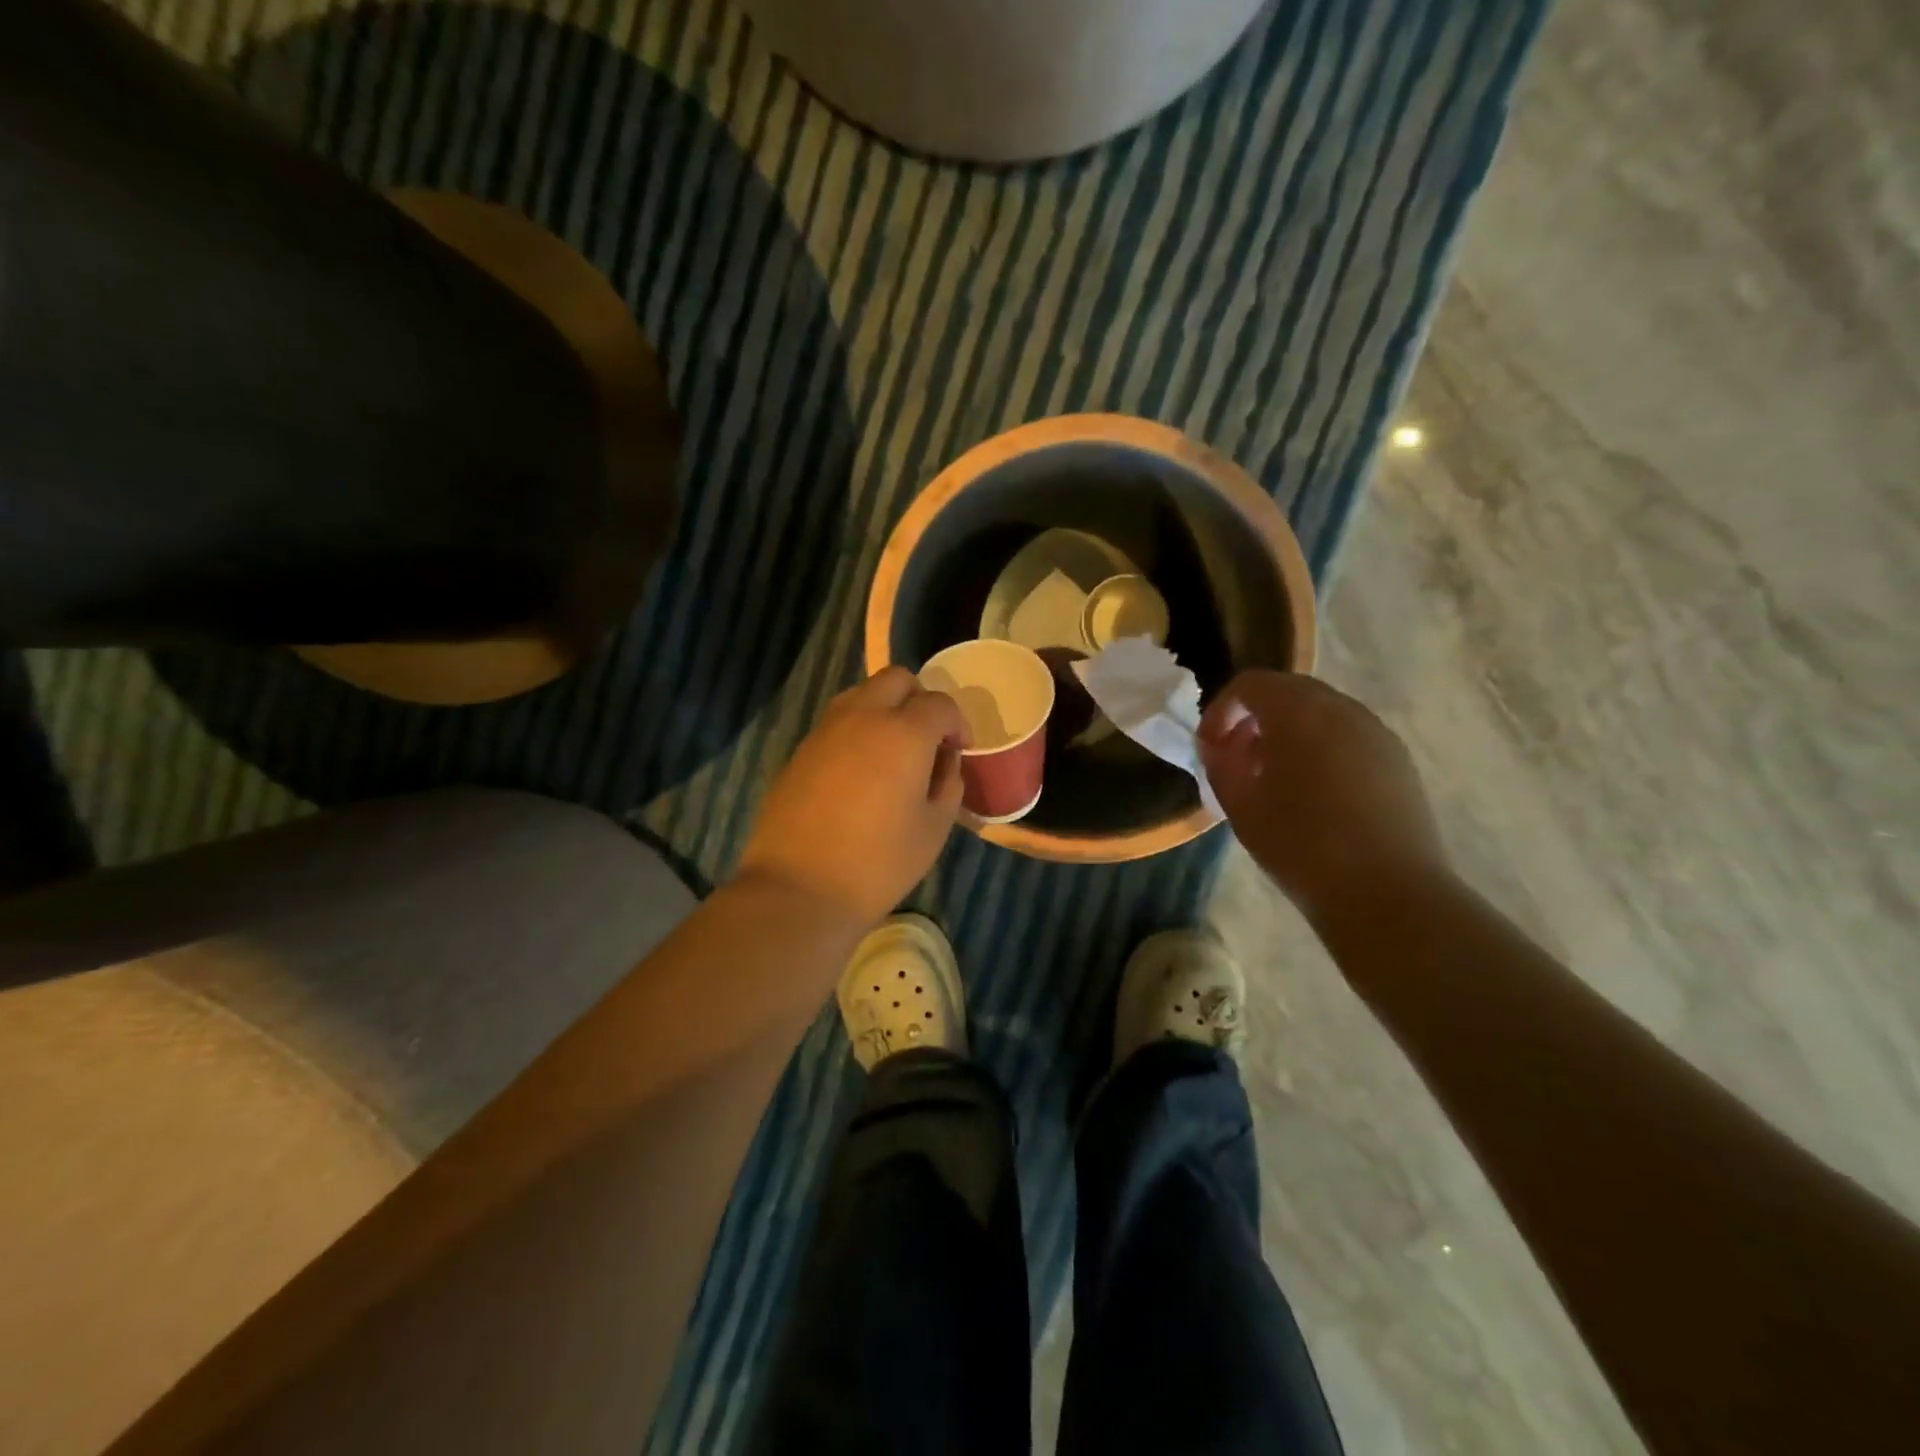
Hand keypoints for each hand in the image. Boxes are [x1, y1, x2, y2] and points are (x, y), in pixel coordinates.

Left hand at [739, 667, 967, 928]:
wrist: (798, 889)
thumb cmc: (879, 863)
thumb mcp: (934, 828)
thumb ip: (948, 783)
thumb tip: (944, 760)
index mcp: (904, 733)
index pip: (939, 703)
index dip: (957, 723)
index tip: (959, 750)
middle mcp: (862, 717)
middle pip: (896, 679)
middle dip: (919, 700)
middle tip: (927, 740)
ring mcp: (825, 730)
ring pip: (861, 694)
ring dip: (885, 710)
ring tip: (892, 753)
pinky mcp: (800, 750)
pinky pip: (837, 722)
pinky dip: (857, 730)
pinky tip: (860, 773)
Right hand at [1198, 671, 1449, 922]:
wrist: (1387, 893)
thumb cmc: (1301, 846)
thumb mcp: (1241, 806)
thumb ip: (1221, 764)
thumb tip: (1219, 745)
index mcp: (1299, 712)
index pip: (1249, 685)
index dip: (1220, 711)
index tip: (1209, 748)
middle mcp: (1342, 709)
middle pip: (1288, 690)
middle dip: (1255, 718)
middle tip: (1237, 757)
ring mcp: (1376, 732)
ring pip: (1322, 712)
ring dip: (1289, 732)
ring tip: (1273, 778)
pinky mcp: (1398, 760)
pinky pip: (1348, 736)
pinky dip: (1321, 747)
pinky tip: (1313, 793)